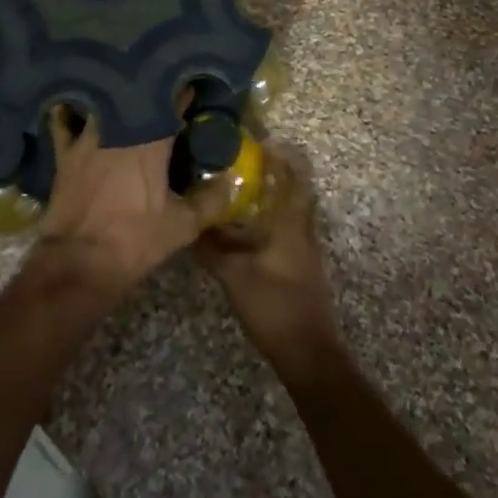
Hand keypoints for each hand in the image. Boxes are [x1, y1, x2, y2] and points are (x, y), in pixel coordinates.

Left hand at [33, 106, 225, 303]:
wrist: (79, 262)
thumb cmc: (134, 240)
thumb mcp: (182, 226)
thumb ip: (210, 200)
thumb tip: (231, 180)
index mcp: (151, 141)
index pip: (172, 103)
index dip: (183, 92)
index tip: (192, 85)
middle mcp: (118, 129)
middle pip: (136, 96)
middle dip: (150, 90)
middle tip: (161, 88)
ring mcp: (87, 137)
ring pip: (103, 103)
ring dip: (115, 96)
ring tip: (124, 92)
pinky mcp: (64, 152)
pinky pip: (64, 122)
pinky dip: (70, 112)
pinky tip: (74, 105)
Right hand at [196, 149, 340, 379]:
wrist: (308, 353)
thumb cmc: (273, 305)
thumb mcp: (233, 275)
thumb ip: (211, 247)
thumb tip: (189, 223)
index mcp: (291, 225)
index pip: (295, 179)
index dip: (284, 158)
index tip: (263, 143)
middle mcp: (303, 231)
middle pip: (297, 193)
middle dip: (278, 175)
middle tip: (249, 164)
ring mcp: (306, 251)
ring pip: (293, 213)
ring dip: (275, 198)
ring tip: (245, 191)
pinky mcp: (303, 268)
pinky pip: (289, 232)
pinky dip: (273, 221)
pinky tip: (251, 229)